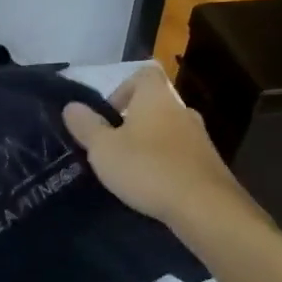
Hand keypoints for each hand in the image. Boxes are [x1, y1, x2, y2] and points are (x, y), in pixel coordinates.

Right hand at [62, 65, 250, 235]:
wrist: (205, 207)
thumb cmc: (148, 168)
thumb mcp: (103, 149)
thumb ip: (86, 126)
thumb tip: (71, 106)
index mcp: (156, 97)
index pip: (143, 74)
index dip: (123, 89)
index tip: (108, 115)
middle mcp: (182, 110)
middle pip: (155, 104)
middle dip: (133, 121)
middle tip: (114, 146)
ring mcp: (200, 138)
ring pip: (168, 131)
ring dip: (151, 144)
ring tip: (132, 170)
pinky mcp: (210, 165)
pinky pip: (181, 155)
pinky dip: (167, 164)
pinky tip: (154, 187)